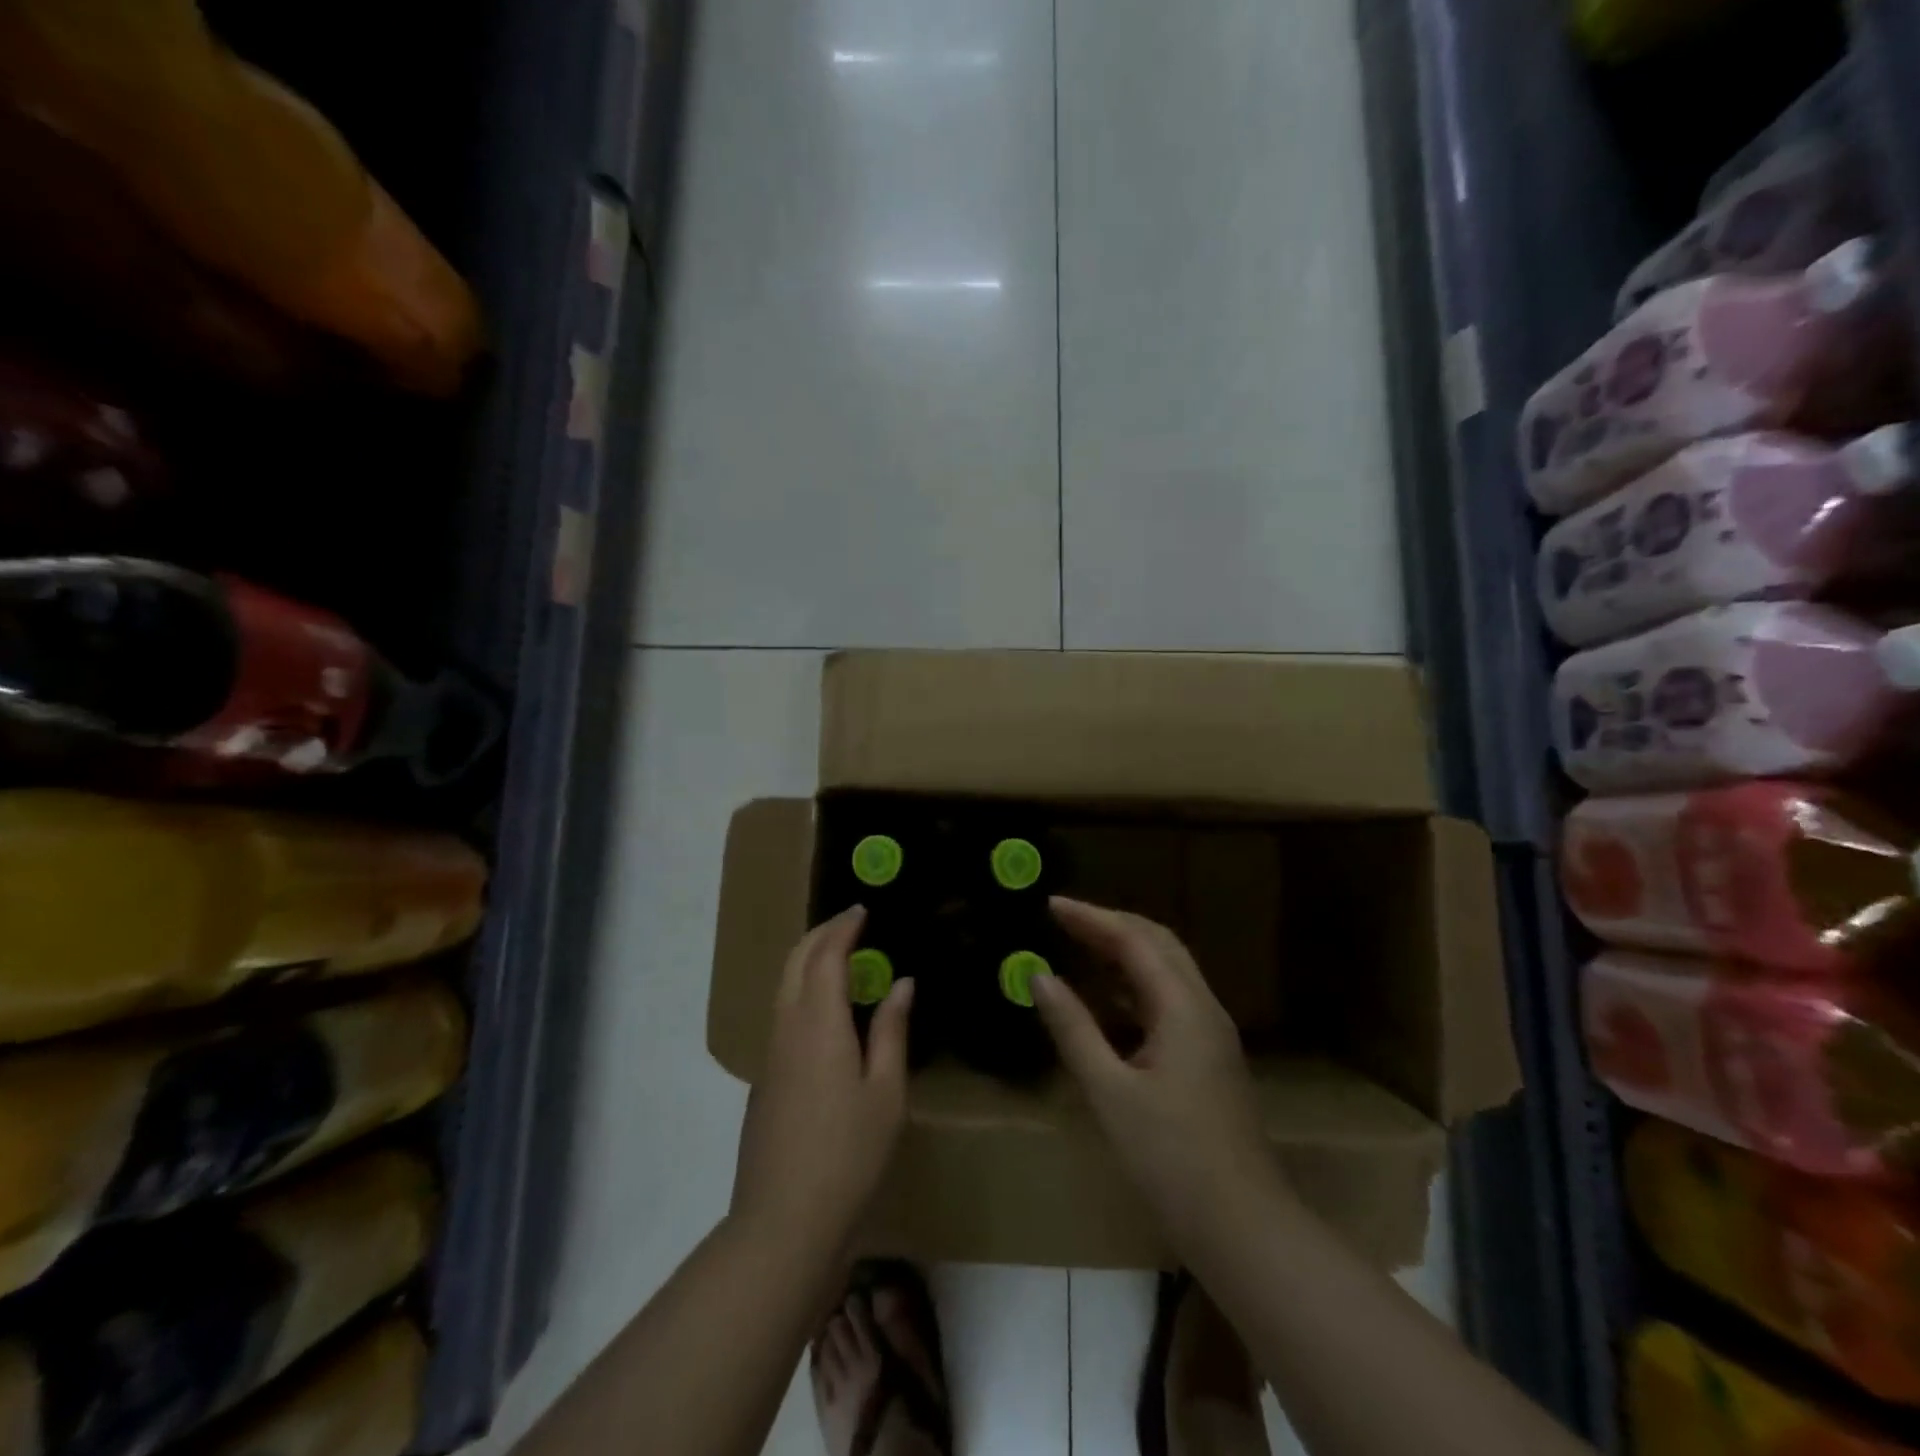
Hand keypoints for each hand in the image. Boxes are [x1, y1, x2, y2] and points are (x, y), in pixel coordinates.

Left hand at [731, 907, 914, 1255]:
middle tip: (849, 923)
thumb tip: (902, 983)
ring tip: (840, 956)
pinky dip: (802, 989)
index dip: (843, 928)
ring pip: (783, 987)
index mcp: (818, 1024)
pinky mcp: (764, 1080)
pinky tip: (826, 1010)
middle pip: (795, 962)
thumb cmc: (848, 1154)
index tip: (862, 910)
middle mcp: (786, 1028)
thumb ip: (891, 1031)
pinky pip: (782, 1013)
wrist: (783, 1222)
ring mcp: (770, 1055)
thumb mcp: (886, 1093)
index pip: (826, 956)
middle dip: (819, 934)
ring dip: (808, 960)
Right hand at [1033, 898, 1281, 1241]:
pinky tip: (1109, 1001)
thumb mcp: (1110, 1092)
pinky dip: (1136, 985)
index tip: (1051, 904)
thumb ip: (1073, 1028)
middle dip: (1110, 924)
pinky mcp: (1209, 1058)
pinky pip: (1170, 1000)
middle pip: (1158, 944)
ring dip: (1125, 952)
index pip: (1133, 941)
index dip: (1091, 918)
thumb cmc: (1171, 1158)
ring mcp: (1211, 1034)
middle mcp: (1203, 1008)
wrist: (1244, 1228)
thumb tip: (1039, 976)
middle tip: (1064, 919)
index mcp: (1182, 1007)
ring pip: (1168, 971)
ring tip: (1080, 946)